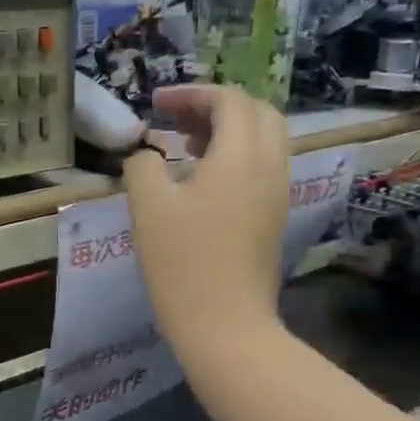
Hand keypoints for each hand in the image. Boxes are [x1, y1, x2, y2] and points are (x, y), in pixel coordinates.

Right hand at [124, 84, 290, 357]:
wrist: (226, 326)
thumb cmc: (183, 263)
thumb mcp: (148, 207)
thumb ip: (143, 166)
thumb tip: (147, 155)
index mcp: (241, 156)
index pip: (229, 100)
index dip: (192, 94)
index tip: (155, 105)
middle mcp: (270, 167)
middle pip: (257, 113)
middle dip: (216, 107)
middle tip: (177, 120)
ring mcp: (277, 194)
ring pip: (264, 140)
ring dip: (228, 131)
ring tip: (186, 146)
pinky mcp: (273, 218)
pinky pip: (263, 168)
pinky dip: (236, 156)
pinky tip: (202, 180)